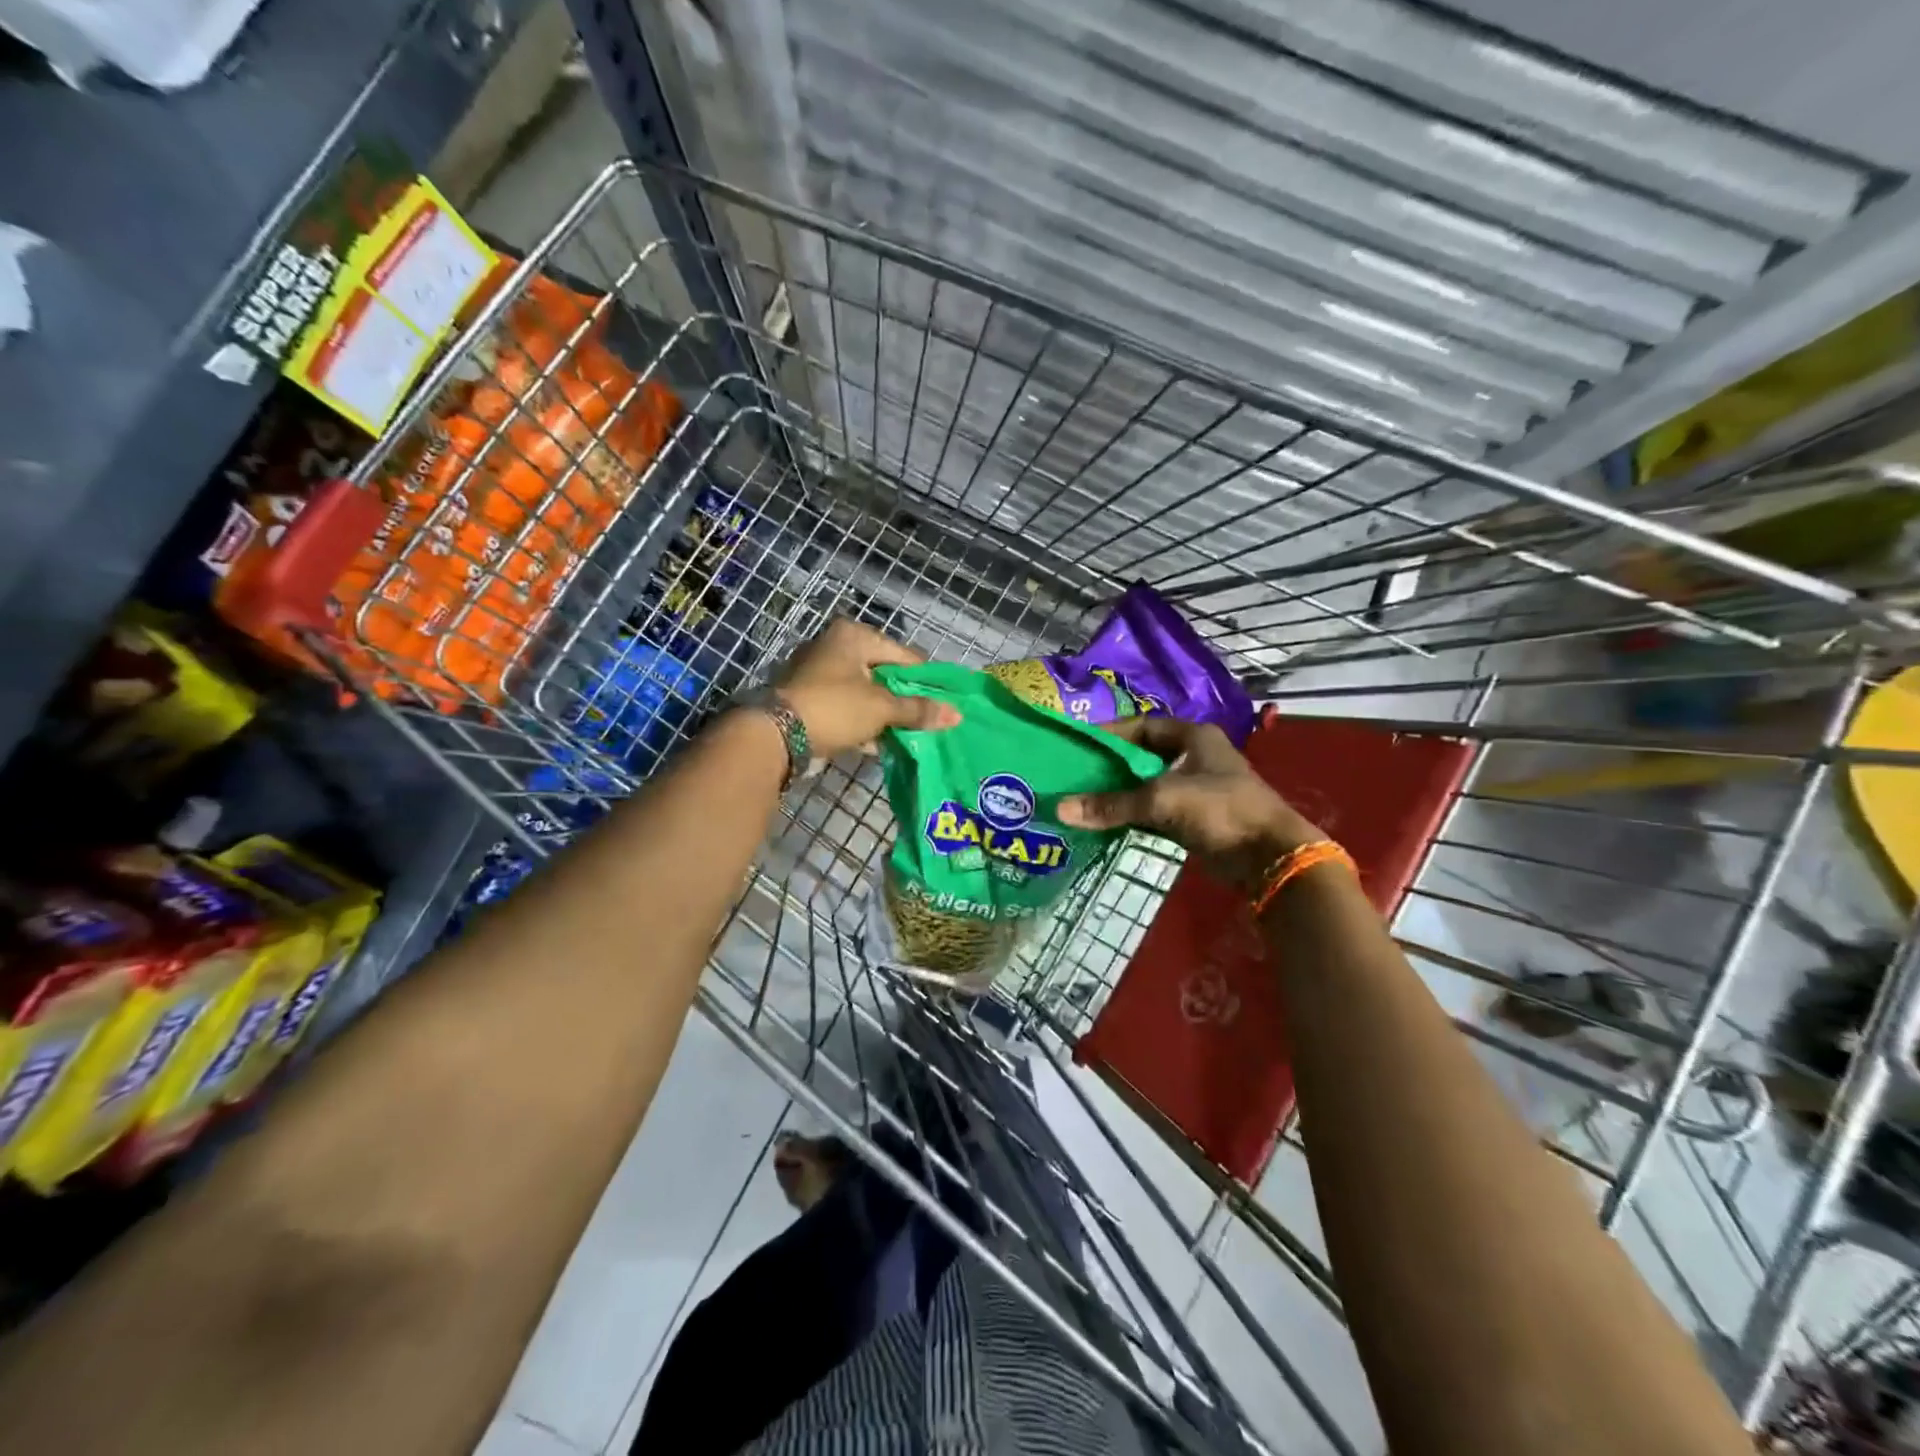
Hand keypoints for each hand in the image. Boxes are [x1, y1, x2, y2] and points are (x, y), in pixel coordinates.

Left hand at [773, 619, 959, 758]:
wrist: (777, 735)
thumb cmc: (835, 708)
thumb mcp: (882, 708)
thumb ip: (918, 710)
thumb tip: (957, 715)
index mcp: (853, 635)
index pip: (904, 654)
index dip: (925, 680)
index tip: (943, 703)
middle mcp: (834, 645)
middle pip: (883, 672)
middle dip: (903, 699)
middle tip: (925, 720)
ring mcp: (817, 671)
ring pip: (864, 691)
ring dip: (883, 713)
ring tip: (905, 734)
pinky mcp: (807, 696)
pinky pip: (846, 705)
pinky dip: (861, 720)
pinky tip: (877, 742)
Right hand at [1056, 717, 1321, 891]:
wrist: (1270, 857)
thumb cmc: (1220, 810)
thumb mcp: (1162, 800)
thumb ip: (1112, 804)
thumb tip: (1061, 809)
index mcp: (1193, 736)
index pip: (1143, 725)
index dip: (1111, 734)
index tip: (1080, 746)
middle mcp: (1195, 756)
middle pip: (1143, 755)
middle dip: (1111, 766)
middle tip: (1076, 775)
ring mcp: (1198, 788)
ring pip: (1149, 784)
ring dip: (1121, 793)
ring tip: (1085, 799)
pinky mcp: (1197, 817)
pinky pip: (1156, 809)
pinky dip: (1134, 814)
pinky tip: (1108, 822)